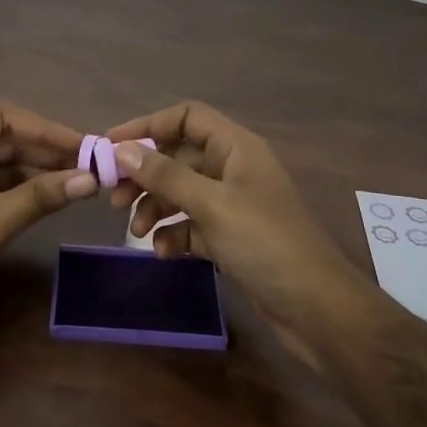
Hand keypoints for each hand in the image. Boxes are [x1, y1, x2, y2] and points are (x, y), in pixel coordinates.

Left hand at [0, 102, 97, 337]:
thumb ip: (41, 197)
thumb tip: (91, 179)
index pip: (0, 118)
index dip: (44, 128)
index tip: (82, 145)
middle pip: (4, 139)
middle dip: (46, 151)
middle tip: (91, 166)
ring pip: (5, 164)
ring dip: (40, 171)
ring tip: (82, 181)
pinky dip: (27, 190)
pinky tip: (55, 197)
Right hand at [99, 103, 362, 369]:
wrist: (315, 308)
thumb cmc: (265, 244)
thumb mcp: (212, 204)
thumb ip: (166, 175)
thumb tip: (122, 150)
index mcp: (237, 148)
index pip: (187, 118)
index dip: (148, 126)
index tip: (111, 146)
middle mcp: (234, 170)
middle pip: (179, 157)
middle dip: (146, 175)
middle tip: (114, 197)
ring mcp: (234, 205)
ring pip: (182, 193)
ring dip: (157, 207)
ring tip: (138, 231)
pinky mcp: (232, 238)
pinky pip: (193, 225)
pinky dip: (175, 234)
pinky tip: (165, 252)